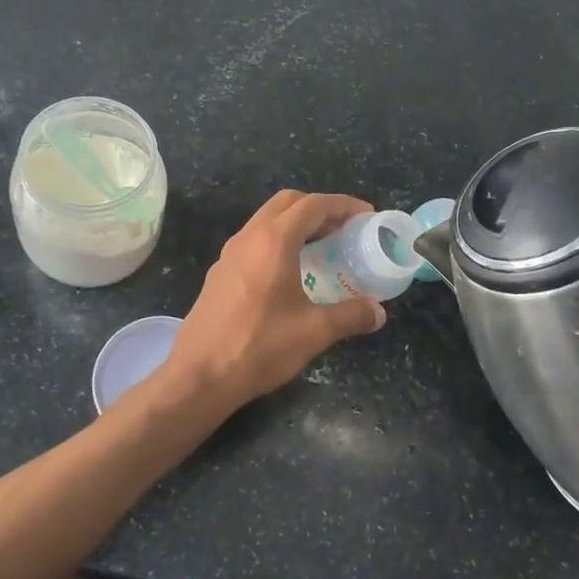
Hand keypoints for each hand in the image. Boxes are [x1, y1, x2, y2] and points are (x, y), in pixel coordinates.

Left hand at [161, 191, 386, 411]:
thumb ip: (350, 315)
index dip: (344, 205)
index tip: (367, 215)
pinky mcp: (220, 273)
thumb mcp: (314, 332)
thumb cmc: (259, 346)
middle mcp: (249, 237)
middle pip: (287, 203)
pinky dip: (278, 242)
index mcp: (274, 240)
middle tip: (345, 228)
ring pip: (267, 221)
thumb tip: (378, 312)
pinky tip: (291, 273)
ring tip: (323, 248)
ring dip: (296, 224)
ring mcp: (229, 254)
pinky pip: (254, 242)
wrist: (199, 376)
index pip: (314, 205)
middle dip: (319, 208)